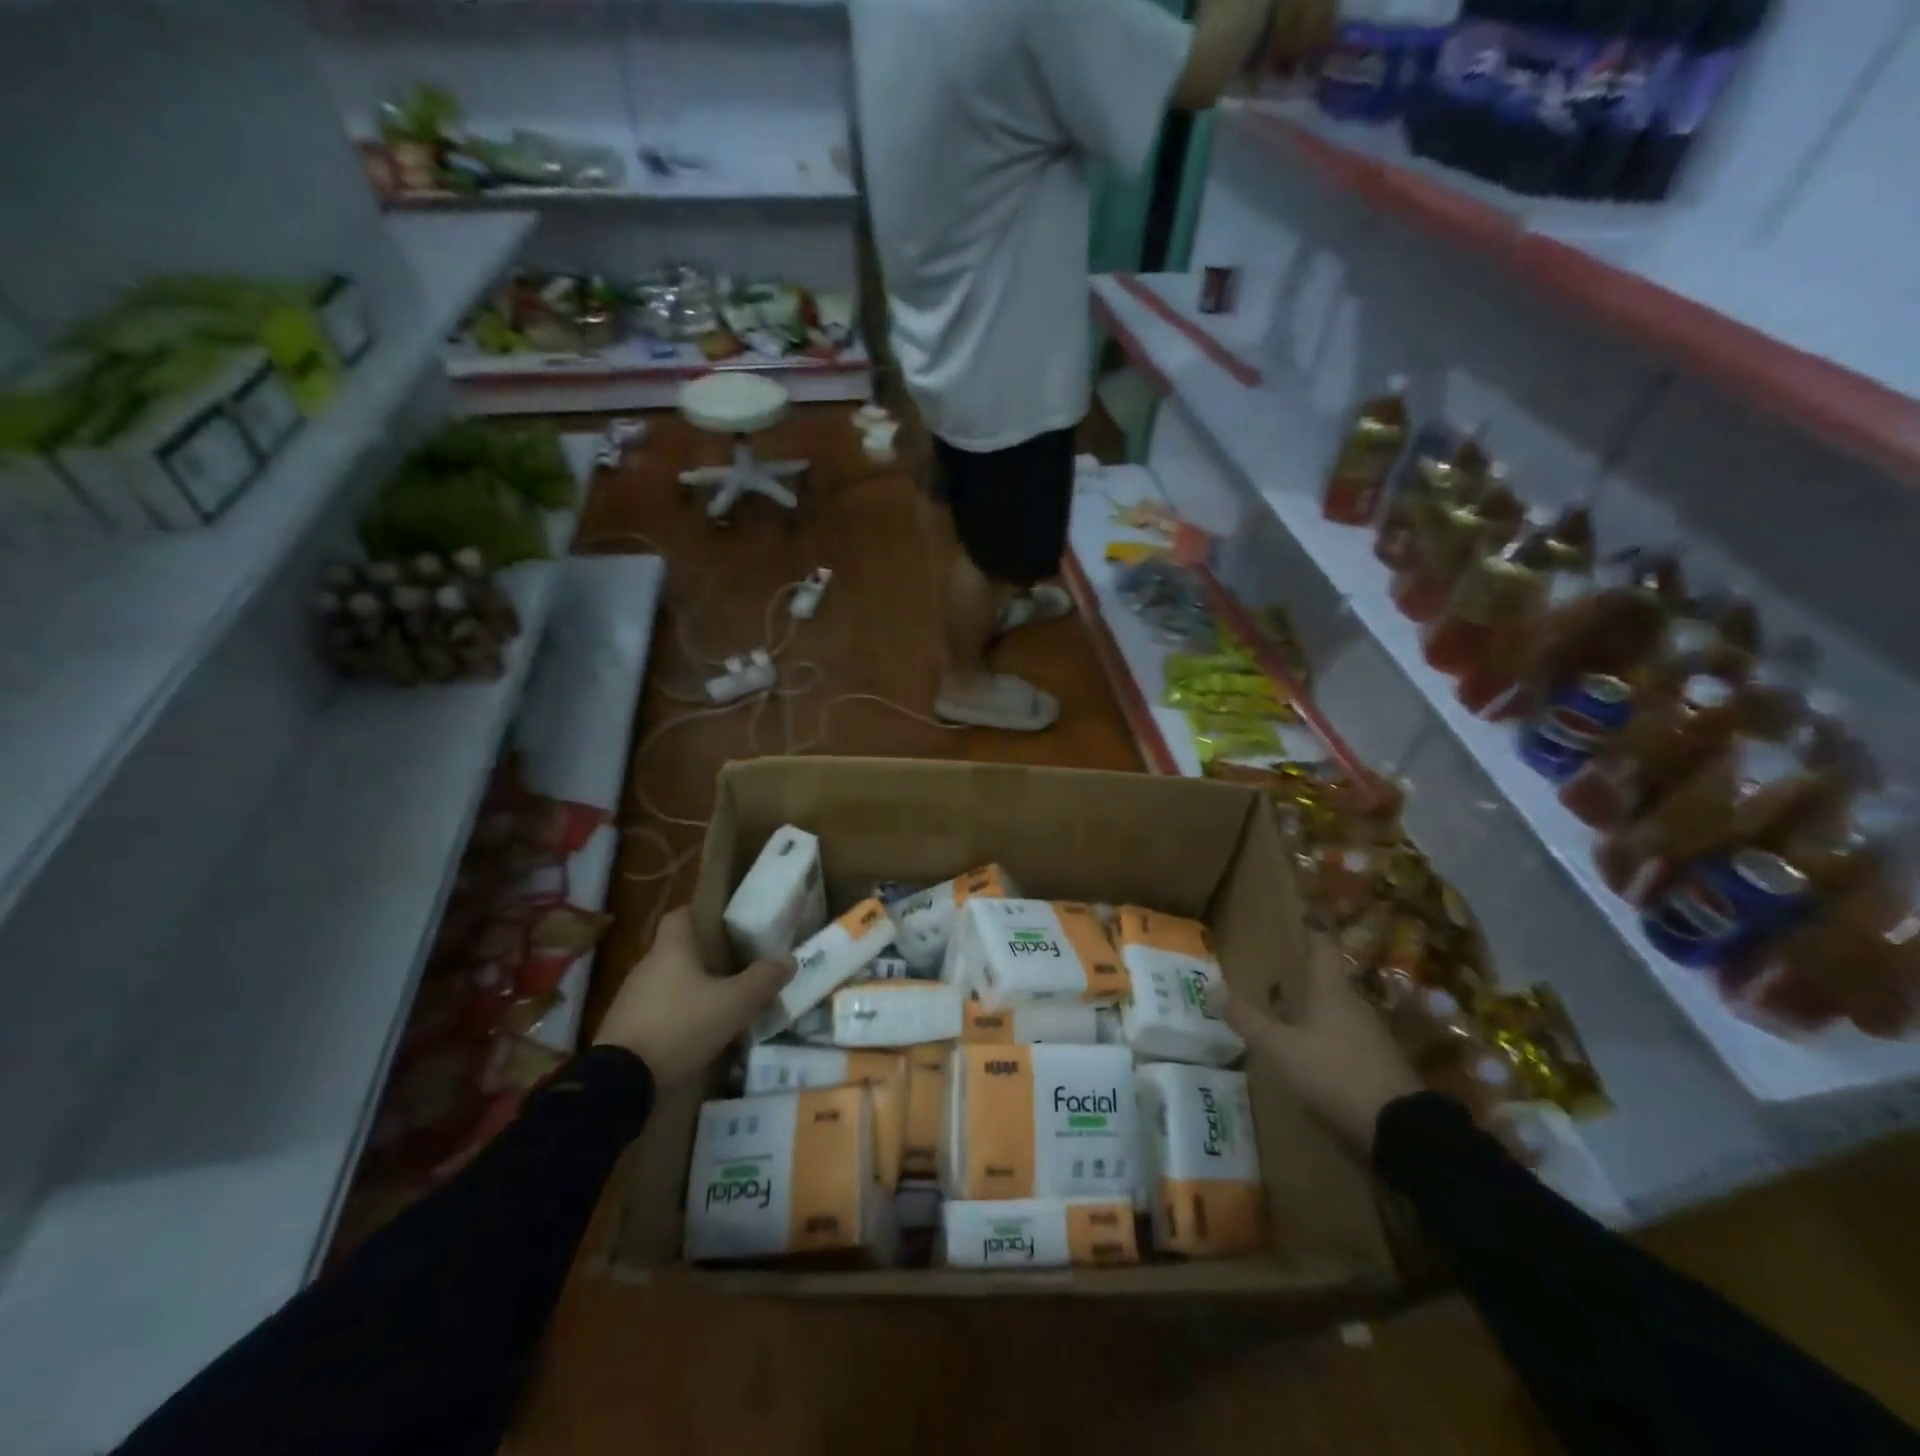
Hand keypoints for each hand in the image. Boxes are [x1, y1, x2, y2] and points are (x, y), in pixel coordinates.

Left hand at [593, 907, 790, 1087]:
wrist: (619, 1083)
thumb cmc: (680, 1026)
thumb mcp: (733, 1004)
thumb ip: (762, 980)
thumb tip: (788, 960)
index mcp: (670, 949)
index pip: (681, 914)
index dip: (702, 913)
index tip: (726, 923)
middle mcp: (646, 966)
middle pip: (676, 949)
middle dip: (704, 956)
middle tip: (735, 965)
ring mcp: (630, 998)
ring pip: (666, 981)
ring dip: (689, 988)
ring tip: (719, 1001)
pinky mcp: (623, 1028)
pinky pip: (655, 1010)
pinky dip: (675, 1014)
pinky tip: (694, 1032)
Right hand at [1207, 931, 1420, 1151]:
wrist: (1402, 1128)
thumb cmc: (1335, 1072)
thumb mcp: (1281, 1048)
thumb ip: (1248, 1019)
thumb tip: (1211, 988)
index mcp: (1331, 989)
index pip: (1322, 944)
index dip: (1310, 927)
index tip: (1297, 913)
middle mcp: (1353, 1002)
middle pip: (1327, 977)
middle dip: (1303, 971)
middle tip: (1273, 967)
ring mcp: (1370, 1032)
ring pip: (1336, 1007)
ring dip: (1313, 1004)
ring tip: (1284, 1007)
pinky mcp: (1378, 1061)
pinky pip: (1345, 1034)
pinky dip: (1325, 1032)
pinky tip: (1309, 1047)